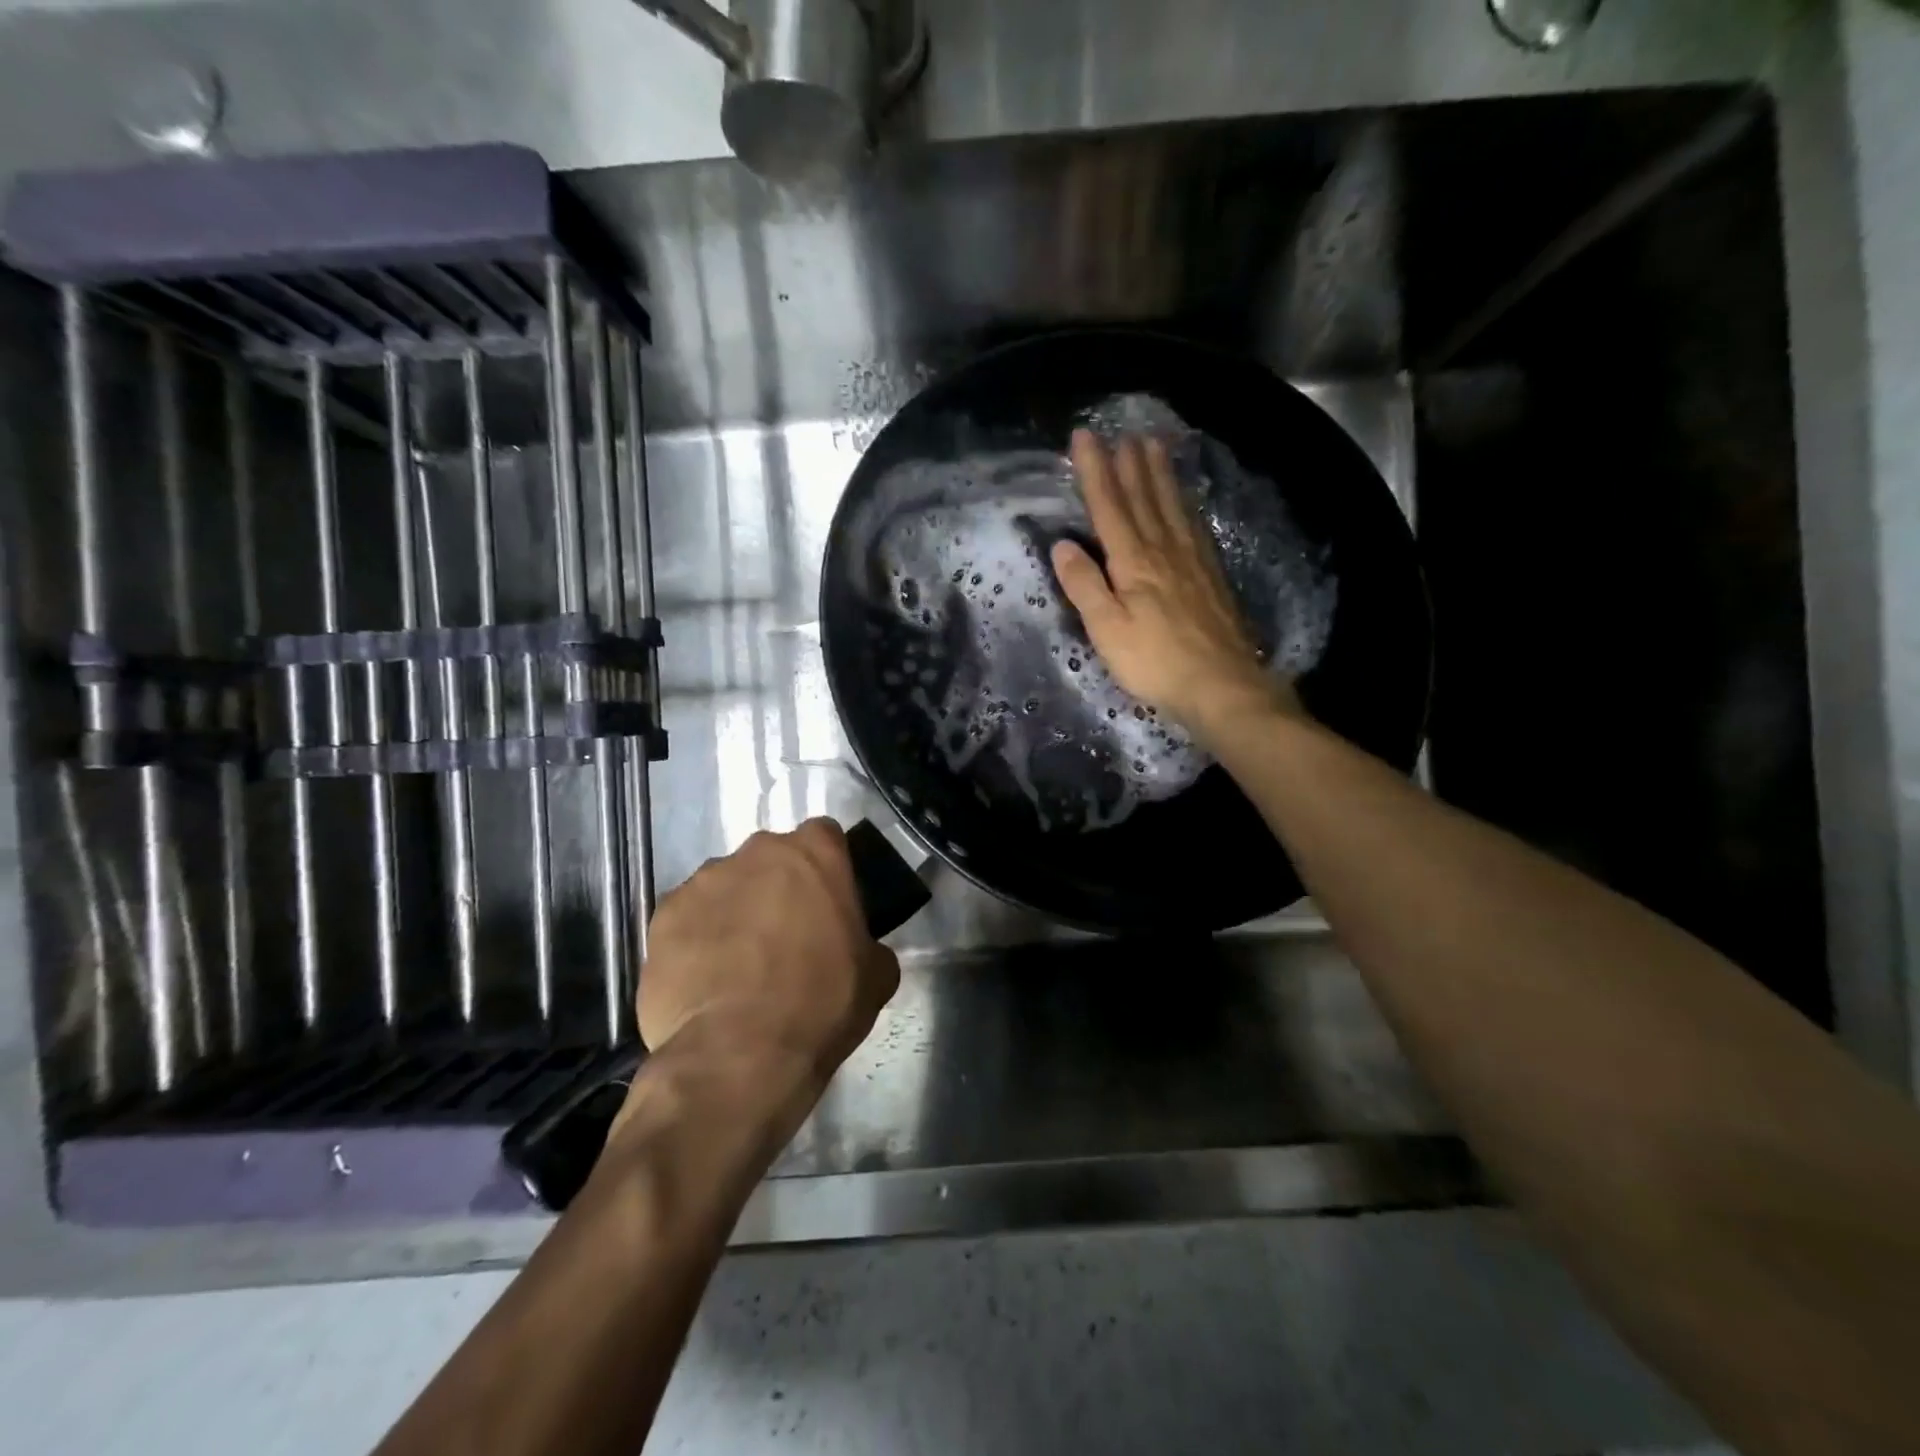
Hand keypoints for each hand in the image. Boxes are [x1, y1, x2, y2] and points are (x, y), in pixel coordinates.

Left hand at [634, 819, 899, 1101]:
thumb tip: (862, 950)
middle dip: (778, 887)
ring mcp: (703, 880)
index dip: (828, 869)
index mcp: (814, 853)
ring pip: (726, 886)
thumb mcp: (877, 976)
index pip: (825, 838)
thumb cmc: (820, 1004)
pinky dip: (696, 939)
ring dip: (735, 912)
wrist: (737, 1054)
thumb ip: (870, 944)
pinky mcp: (662, 915)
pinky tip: (705, 981)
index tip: (829, 903)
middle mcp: (757, 852)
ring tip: (738, 965)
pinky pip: (687, 918)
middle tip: (786, 937)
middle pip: (771, 859)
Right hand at [1051, 430, 1298, 740]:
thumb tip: (1062, 545)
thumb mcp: (1108, 630)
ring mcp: (1192, 561)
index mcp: (1134, 563)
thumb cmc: (1155, 662)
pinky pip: (1194, 526)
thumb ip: (1085, 586)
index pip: (1109, 507)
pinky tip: (1185, 501)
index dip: (1096, 471)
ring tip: (1154, 446)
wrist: (1221, 684)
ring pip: (1172, 506)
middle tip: (1124, 431)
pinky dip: (1185, 504)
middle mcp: (1164, 550)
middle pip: (1145, 498)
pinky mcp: (1211, 576)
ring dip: (1160, 475)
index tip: (1085, 437)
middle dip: (1130, 463)